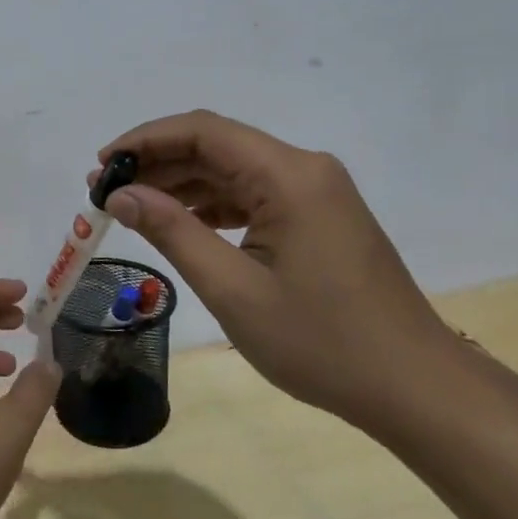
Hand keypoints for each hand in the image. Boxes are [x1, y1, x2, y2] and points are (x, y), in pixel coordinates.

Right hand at [92, 111, 458, 425]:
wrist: (415, 387)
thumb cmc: (322, 342)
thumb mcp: (233, 289)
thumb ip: (172, 232)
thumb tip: (120, 195)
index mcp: (289, 176)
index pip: (203, 131)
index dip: (145, 140)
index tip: (102, 165)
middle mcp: (304, 169)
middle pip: (217, 146)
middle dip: (157, 163)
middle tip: (104, 191)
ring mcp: (315, 192)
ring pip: (233, 170)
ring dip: (181, 183)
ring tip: (130, 207)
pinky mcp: (318, 216)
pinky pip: (253, 194)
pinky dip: (211, 204)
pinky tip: (180, 223)